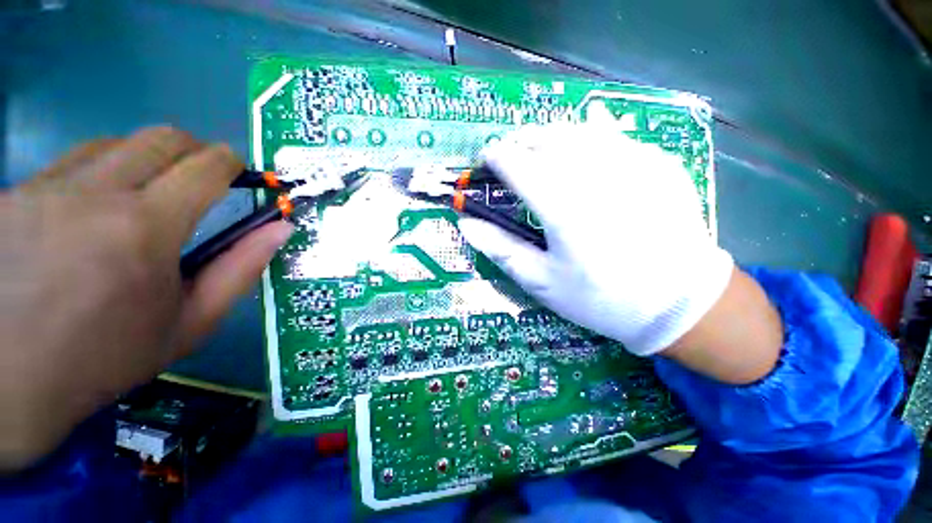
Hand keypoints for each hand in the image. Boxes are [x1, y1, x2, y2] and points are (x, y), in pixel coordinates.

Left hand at [0, 127, 292, 470]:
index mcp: (145, 228)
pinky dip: (99, 173)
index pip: (204, 166)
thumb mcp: (192, 321)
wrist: (11, 381)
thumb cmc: (109, 357)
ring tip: (143, 199)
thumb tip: (282, 227)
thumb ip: (243, 267)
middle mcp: (92, 193)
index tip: (239, 173)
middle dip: (194, 151)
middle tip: (199, 181)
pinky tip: (91, 211)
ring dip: (144, 161)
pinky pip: (71, 162)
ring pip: (114, 143)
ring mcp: (44, 188)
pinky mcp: (12, 193)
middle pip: (161, 138)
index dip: (231, 163)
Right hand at [459, 123, 780, 381]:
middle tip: (510, 153)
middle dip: (521, 141)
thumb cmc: (600, 297)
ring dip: (550, 134)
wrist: (677, 303)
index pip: (519, 166)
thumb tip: (466, 223)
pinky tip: (581, 149)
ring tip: (537, 147)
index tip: (487, 159)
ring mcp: (634, 164)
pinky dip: (587, 136)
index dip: (497, 158)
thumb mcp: (542, 282)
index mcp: (564, 209)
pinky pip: (613, 137)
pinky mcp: (659, 163)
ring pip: (579, 130)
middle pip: (547, 139)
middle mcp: (597, 176)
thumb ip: (501, 248)